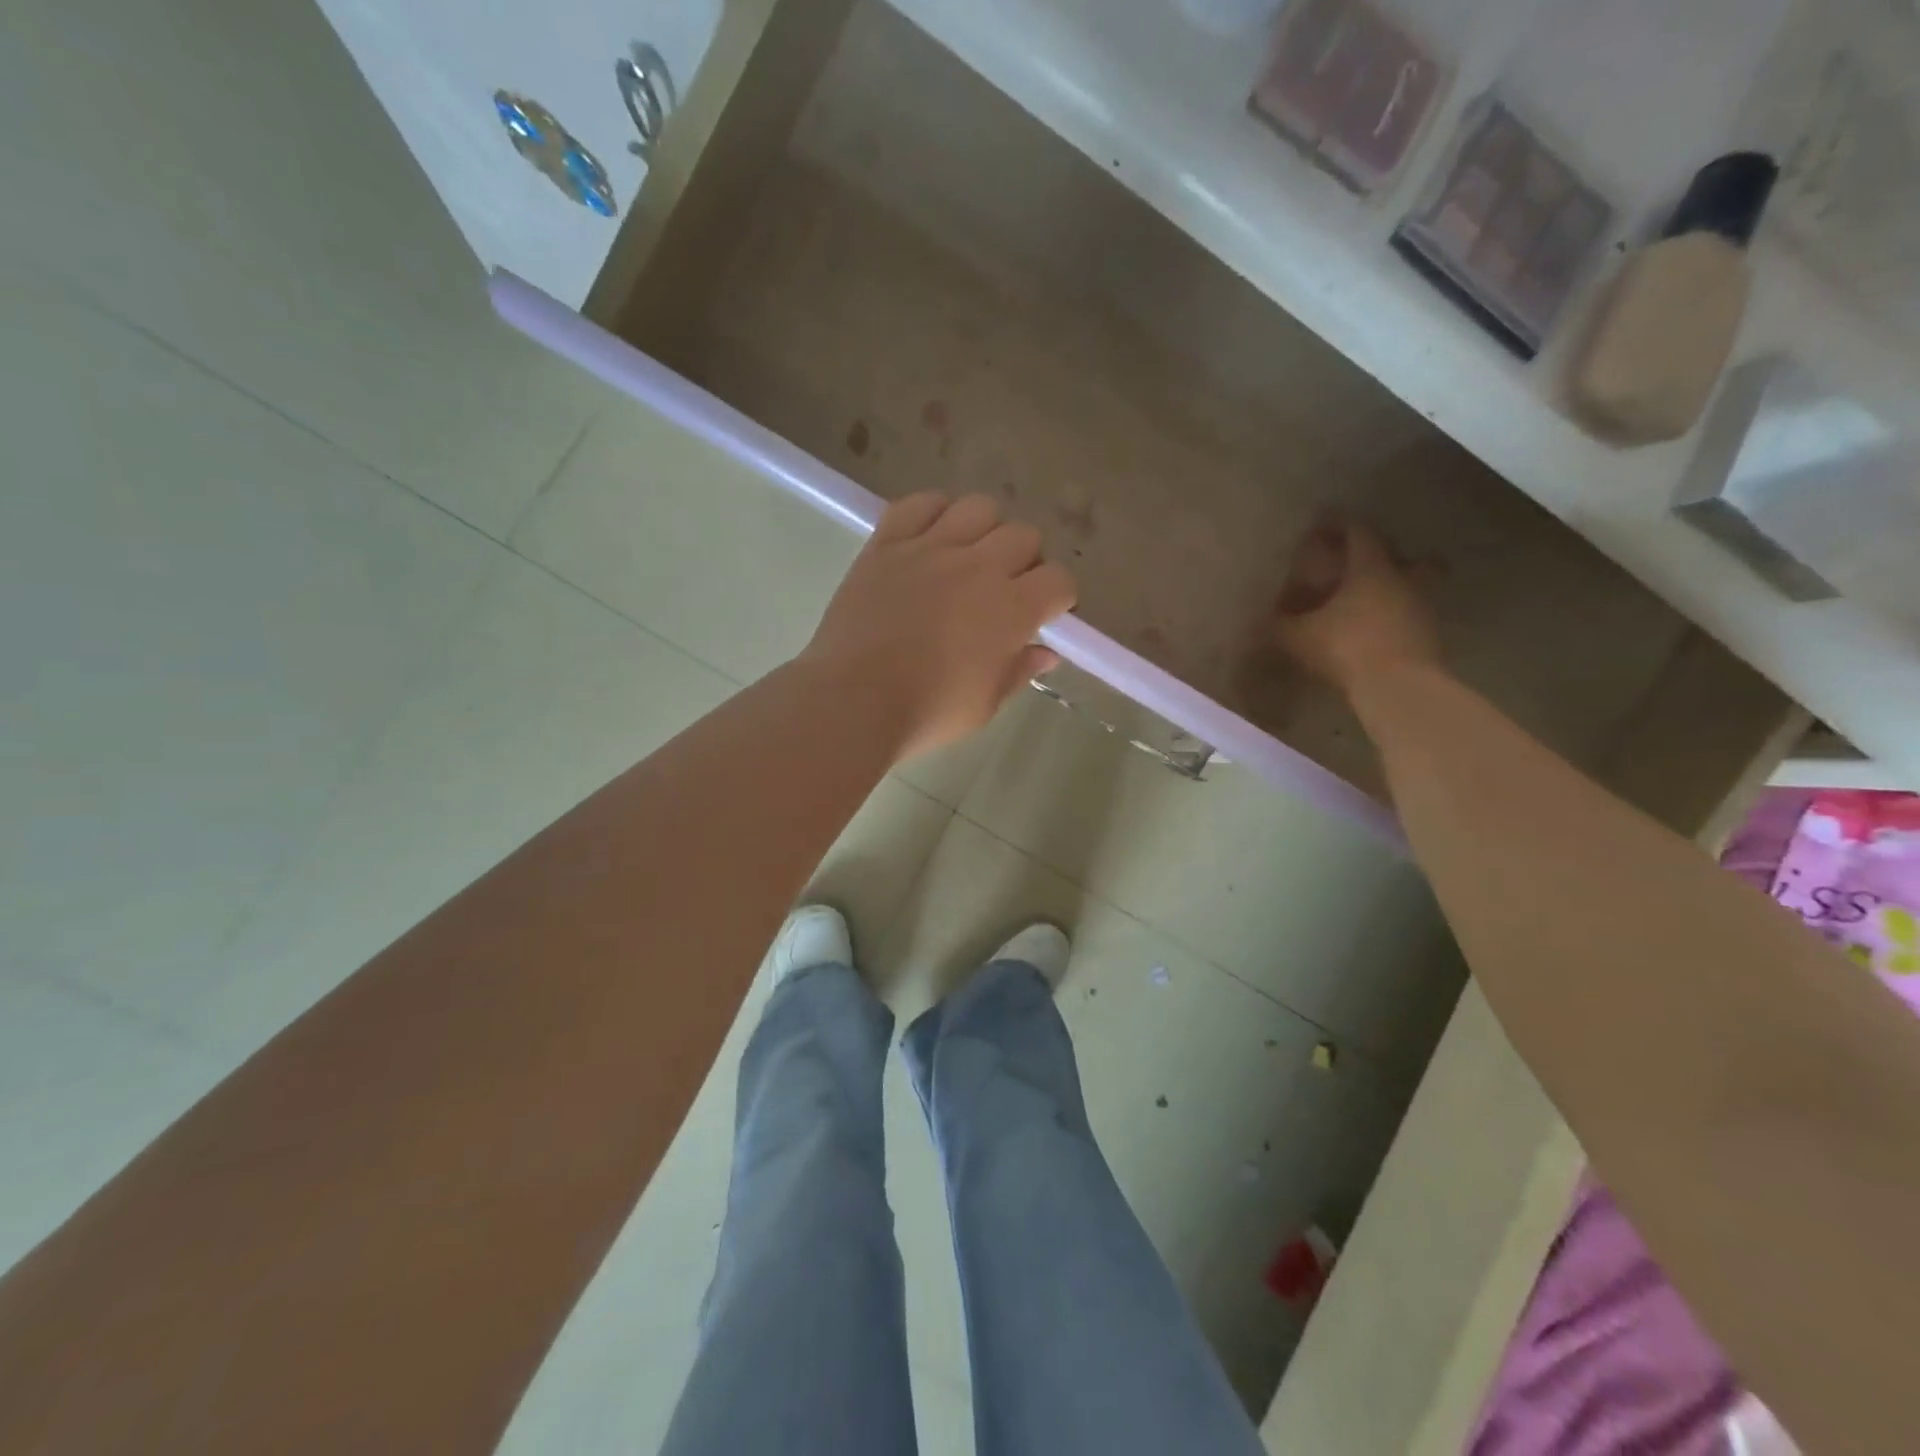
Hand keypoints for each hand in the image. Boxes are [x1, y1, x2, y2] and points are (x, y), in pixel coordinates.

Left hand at [801, 493, 1077, 761]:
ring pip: (979, 507)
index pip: (1059, 580)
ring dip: (985, 530)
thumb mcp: (984, 705)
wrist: (853, 700)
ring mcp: (930, 548)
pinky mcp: (887, 544)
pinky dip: (931, 513)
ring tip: (969, 558)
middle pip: (1024, 536)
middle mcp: (978, 566)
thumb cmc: (926, 712)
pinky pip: (918, 504)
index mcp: (1011, 609)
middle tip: (1005, 590)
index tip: (1043, 615)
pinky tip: (929, 538)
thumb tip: (1045, 652)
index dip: (1058, 597)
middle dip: (1025, 562)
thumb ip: (1019, 672)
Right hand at [1272, 516, 1439, 697]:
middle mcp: (1403, 581)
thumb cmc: (1345, 647)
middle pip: (1408, 558)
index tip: (1325, 527)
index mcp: (1370, 569)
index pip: (1360, 534)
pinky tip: (1376, 636)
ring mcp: (1422, 609)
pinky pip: (1411, 619)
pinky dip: (1396, 621)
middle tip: (1367, 569)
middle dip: (1390, 559)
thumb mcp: (1299, 637)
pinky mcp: (1429, 638)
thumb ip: (1280, 624)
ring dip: (1395, 592)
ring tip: (1369, 607)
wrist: (1397, 686)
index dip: (1341, 526)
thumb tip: (1262, 619)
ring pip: (1414, 589)